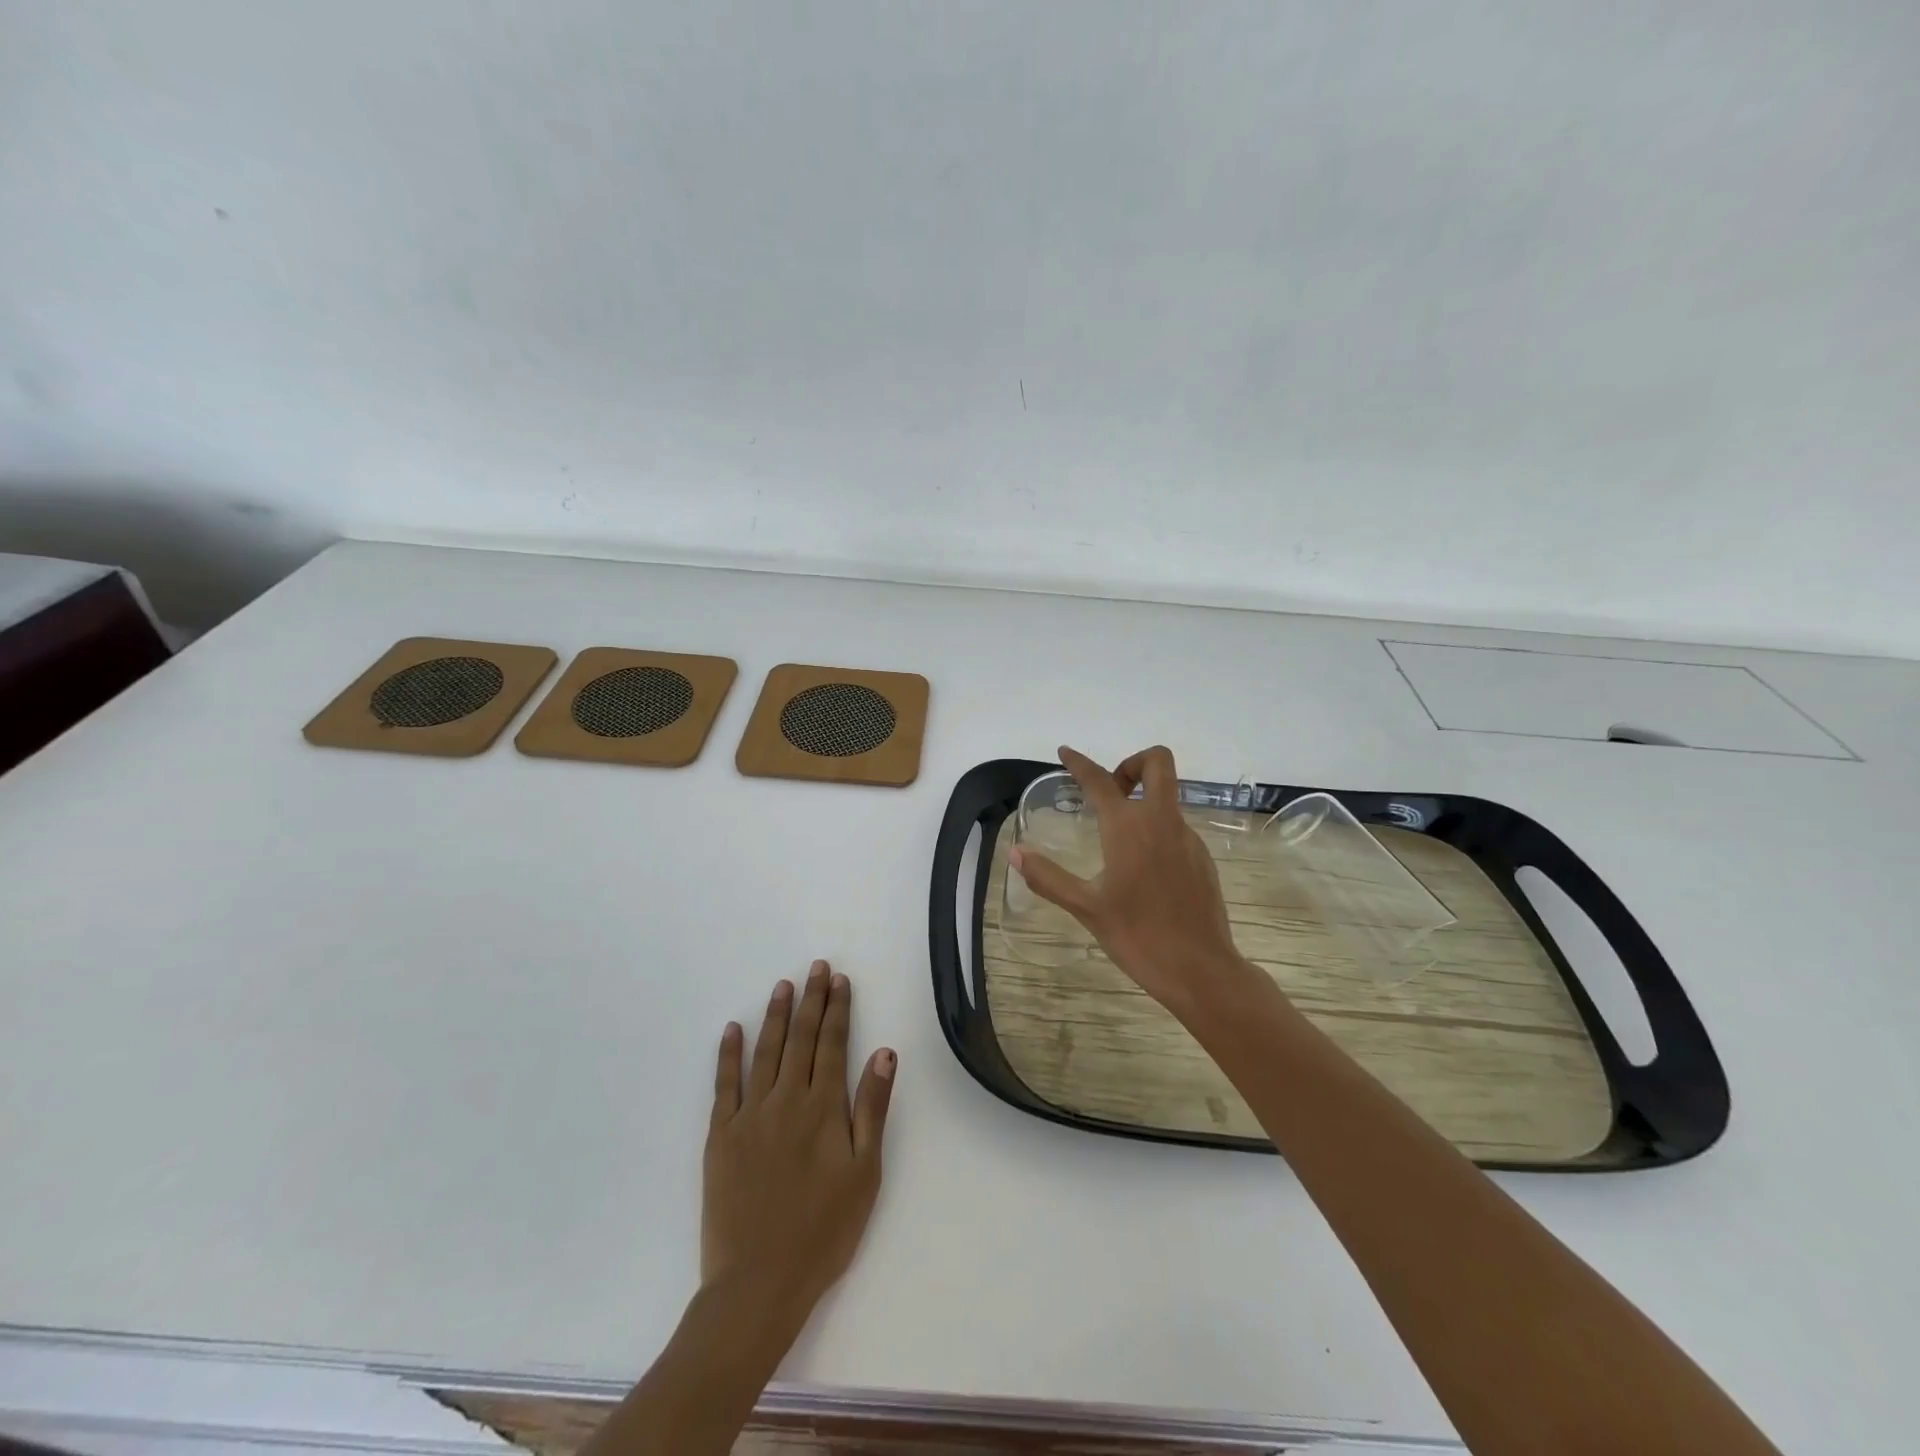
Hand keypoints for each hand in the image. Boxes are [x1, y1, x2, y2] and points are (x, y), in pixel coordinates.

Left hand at [702, 961, 896, 1333]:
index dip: (837, 1009)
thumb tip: (884, 1051)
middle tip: (816, 967)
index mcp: (823, 1108)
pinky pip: (724, 1084)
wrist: (758, 1284)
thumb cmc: (823, 1232)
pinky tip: (732, 1030)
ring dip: (775, 1015)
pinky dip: (728, 1054)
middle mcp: (787, 1099)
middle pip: (800, 1038)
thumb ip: (872, 1108)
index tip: (839, 980)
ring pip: (765, 1051)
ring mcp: (750, 1115)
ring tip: (782, 985)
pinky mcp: (720, 1136)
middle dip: (810, 1000)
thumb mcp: (865, 1173)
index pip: (832, 1043)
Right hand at [1008, 745, 1248, 1014]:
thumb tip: (1016, 853)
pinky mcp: (1202, 858)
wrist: (1200, 970)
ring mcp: (1188, 838)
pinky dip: (1156, 830)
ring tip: (1116, 841)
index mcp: (1129, 828)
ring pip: (1167, 798)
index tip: (1065, 752)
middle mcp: (1162, 822)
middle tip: (1109, 792)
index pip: (1100, 781)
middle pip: (1158, 763)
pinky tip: (1142, 870)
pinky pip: (1176, 827)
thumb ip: (1048, 877)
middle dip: (1132, 764)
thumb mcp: (1086, 908)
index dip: (1079, 763)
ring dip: (1143, 801)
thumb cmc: (1138, 936)